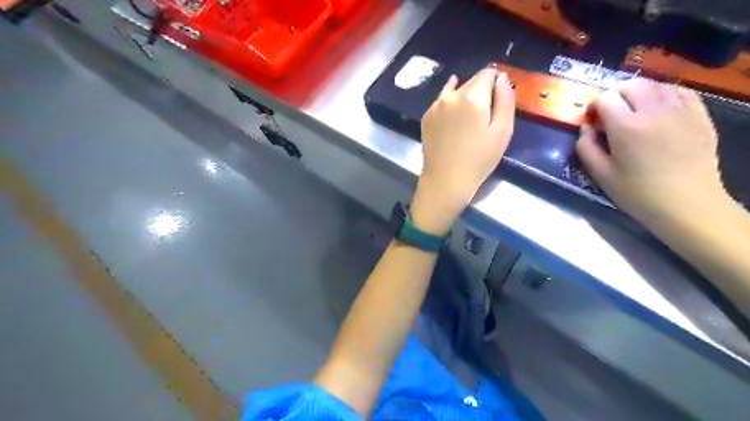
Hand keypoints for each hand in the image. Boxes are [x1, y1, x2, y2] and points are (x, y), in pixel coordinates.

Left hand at [409, 68, 515, 233]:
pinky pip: (441, 101)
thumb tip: (502, 77)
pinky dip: (449, 103)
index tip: (498, 97)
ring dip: (464, 96)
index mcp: (473, 97)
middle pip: (470, 81)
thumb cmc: (479, 159)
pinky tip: (453, 113)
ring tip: (469, 115)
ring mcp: (435, 106)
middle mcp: (451, 96)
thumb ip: (505, 99)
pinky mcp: (426, 117)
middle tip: (485, 112)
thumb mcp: (503, 131)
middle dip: (481, 90)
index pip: (487, 73)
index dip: (496, 81)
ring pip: (454, 90)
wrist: (446, 180)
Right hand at [576, 77, 730, 226]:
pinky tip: (659, 108)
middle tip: (610, 114)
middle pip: (630, 85)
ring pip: (656, 85)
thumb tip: (585, 128)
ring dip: (638, 93)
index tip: (592, 121)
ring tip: (633, 111)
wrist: (686, 204)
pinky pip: (681, 91)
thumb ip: (586, 148)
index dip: (593, 106)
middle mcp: (654, 111)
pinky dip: (665, 94)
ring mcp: (681, 111)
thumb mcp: (600, 174)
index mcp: (626, 127)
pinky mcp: (699, 116)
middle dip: (614, 95)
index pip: (605, 98)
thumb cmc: (637, 193)